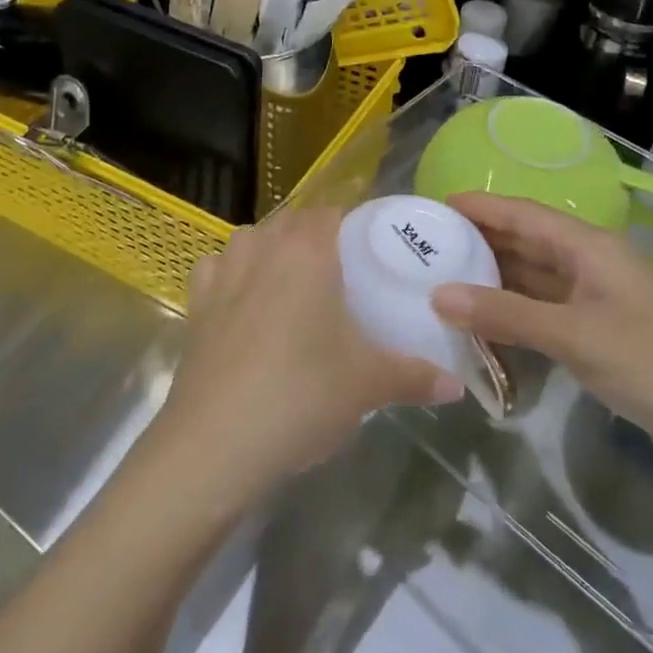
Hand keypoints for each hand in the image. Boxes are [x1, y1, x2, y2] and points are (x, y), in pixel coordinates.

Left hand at [157, 207, 463, 509]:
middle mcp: (262, 246)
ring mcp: (223, 270)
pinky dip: (233, 273)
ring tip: (296, 285)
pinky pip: (218, 267)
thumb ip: (416, 376)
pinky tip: (244, 300)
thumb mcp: (368, 385)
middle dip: (317, 238)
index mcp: (307, 250)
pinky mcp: (196, 301)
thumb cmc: (302, 395)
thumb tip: (456, 385)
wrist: (216, 441)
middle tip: (343, 274)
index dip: (353, 224)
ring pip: (253, 238)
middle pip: (293, 221)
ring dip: (273, 249)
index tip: (372, 249)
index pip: (332, 212)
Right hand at [430, 194, 652, 478]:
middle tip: (425, 249)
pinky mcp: (596, 331)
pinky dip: (511, 314)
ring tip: (440, 283)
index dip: (478, 208)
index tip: (432, 209)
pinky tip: (481, 325)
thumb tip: (438, 295)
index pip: (521, 214)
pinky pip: (542, 311)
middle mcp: (588, 264)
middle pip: (523, 243)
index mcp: (587, 247)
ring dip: (491, 281)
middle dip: (477, 243)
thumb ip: (505, 314)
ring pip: (531, 278)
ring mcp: (593, 299)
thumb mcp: (573, 335)